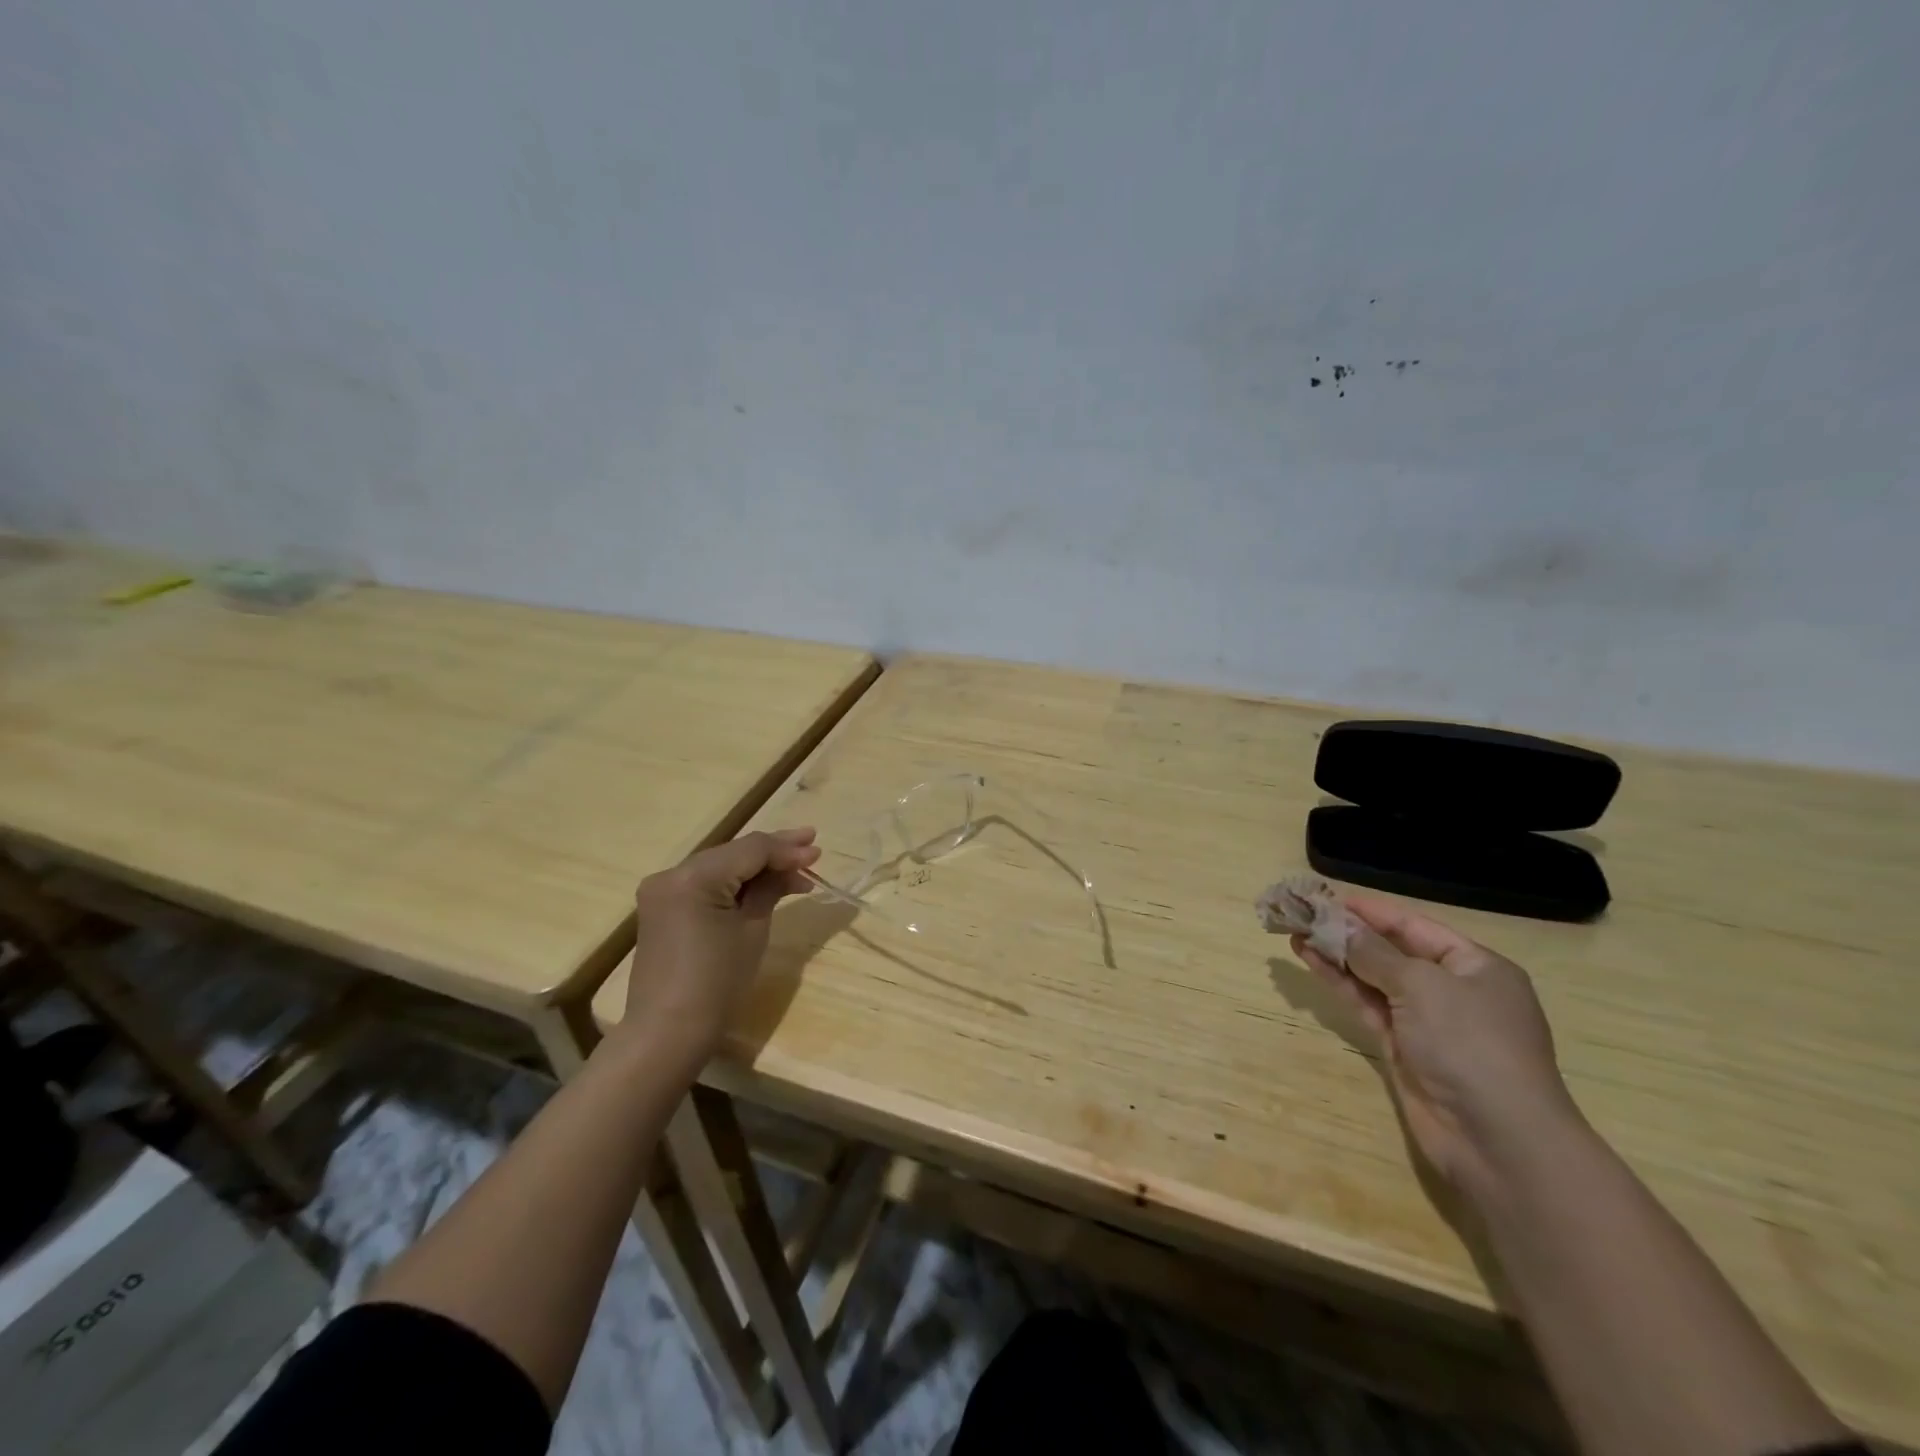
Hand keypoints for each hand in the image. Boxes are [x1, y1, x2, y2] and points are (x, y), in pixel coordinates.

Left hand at [621, 828, 819, 1068]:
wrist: (668, 1033)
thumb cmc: (717, 984)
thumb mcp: (752, 930)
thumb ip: (770, 889)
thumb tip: (791, 867)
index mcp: (694, 876)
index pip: (750, 849)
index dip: (787, 849)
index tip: (818, 852)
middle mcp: (672, 873)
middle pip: (734, 853)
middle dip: (774, 852)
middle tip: (812, 846)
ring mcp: (663, 890)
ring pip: (721, 866)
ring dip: (757, 867)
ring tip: (796, 869)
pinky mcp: (663, 907)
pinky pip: (706, 884)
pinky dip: (735, 883)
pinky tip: (764, 885)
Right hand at [1292, 897, 1582, 1195]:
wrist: (1497, 1139)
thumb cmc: (1470, 1044)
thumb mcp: (1421, 986)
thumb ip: (1373, 953)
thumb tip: (1338, 924)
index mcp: (1476, 966)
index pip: (1414, 926)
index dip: (1371, 910)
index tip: (1327, 896)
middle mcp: (1453, 990)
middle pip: (1391, 951)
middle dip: (1347, 932)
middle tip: (1302, 912)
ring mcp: (1427, 1022)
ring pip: (1373, 978)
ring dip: (1336, 956)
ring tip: (1295, 932)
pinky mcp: (1404, 1049)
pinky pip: (1367, 1005)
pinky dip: (1340, 984)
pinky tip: (1311, 962)